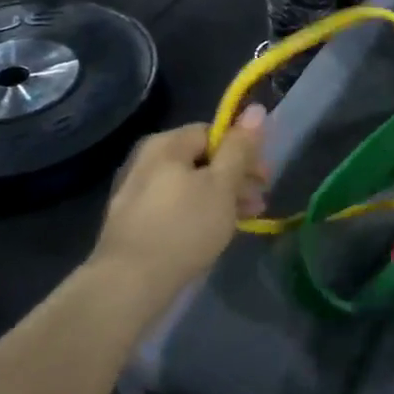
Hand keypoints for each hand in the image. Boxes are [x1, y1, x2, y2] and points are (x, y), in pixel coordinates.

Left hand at [91, 107, 268, 297]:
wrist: (128, 284)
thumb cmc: (184, 227)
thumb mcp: (222, 184)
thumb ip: (240, 147)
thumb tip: (256, 109)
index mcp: (166, 144)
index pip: (212, 132)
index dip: (243, 151)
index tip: (264, 178)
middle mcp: (146, 160)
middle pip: (201, 160)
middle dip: (235, 178)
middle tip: (259, 203)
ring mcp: (135, 192)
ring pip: (189, 186)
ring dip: (220, 199)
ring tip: (243, 222)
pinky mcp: (132, 222)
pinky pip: (174, 208)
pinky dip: (197, 214)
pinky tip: (212, 234)